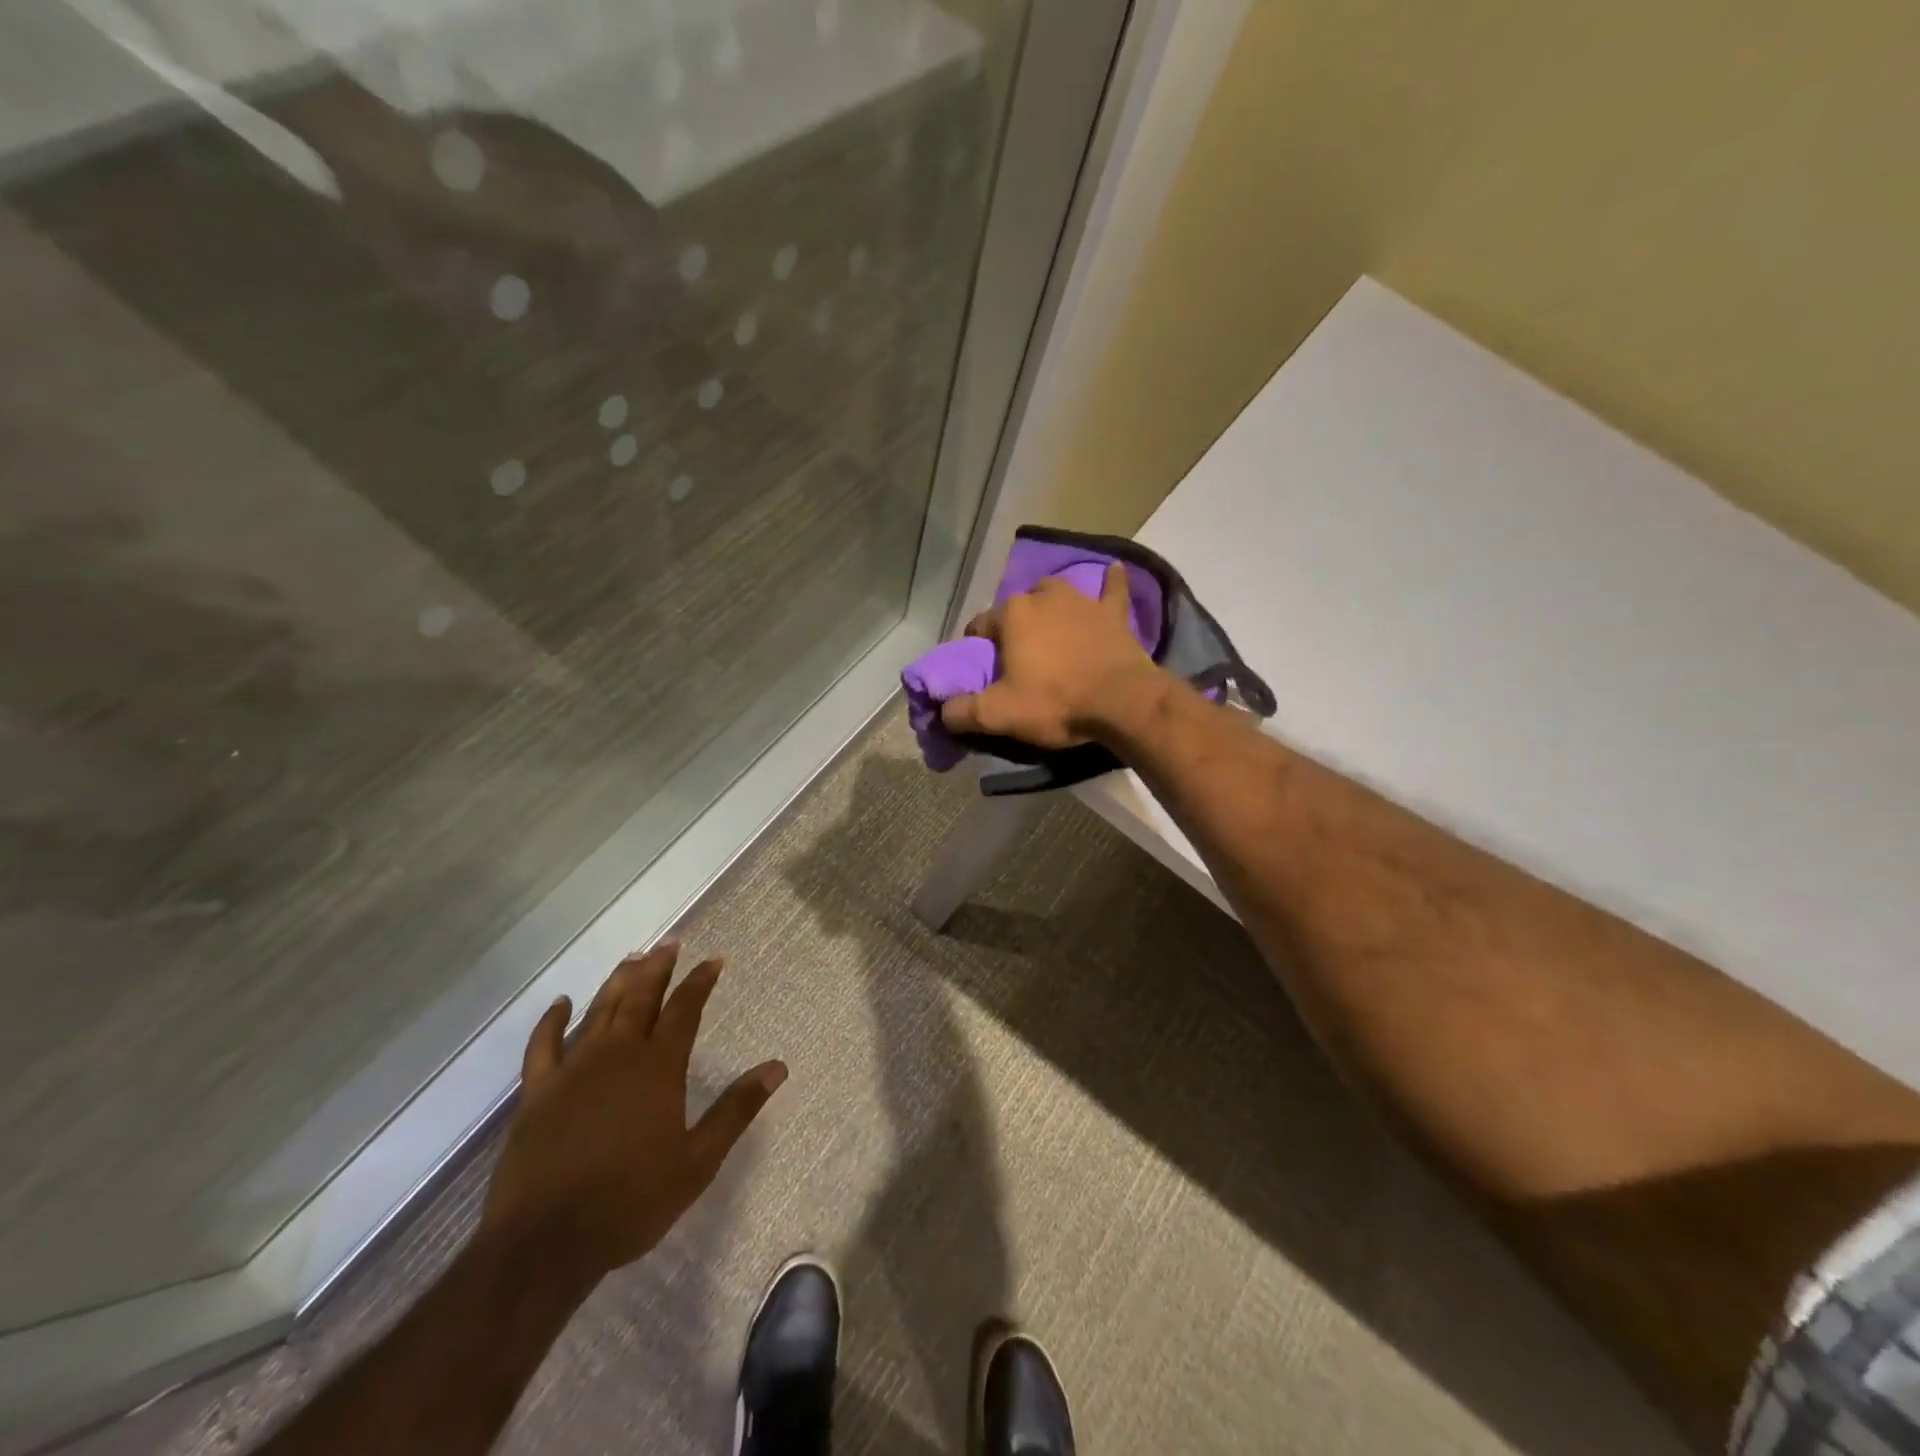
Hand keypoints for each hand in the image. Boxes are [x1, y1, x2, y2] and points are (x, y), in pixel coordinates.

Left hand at [477, 945, 785, 1285]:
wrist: (544, 1244)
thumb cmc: (631, 1202)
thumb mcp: (698, 1161)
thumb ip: (736, 1110)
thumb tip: (777, 1068)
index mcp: (658, 1067)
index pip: (685, 1009)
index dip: (700, 981)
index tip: (714, 960)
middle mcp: (617, 1055)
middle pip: (640, 998)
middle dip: (658, 967)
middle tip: (669, 943)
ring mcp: (573, 1070)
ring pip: (599, 1011)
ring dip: (618, 982)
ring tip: (632, 959)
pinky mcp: (537, 1092)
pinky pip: (543, 1045)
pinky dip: (552, 1021)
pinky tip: (561, 1004)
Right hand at [941, 562, 1167, 748]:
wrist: (1121, 701)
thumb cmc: (1055, 702)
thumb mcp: (999, 714)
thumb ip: (962, 712)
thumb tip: (942, 711)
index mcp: (1011, 615)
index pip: (980, 626)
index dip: (977, 649)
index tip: (983, 672)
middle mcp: (1043, 597)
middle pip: (1018, 607)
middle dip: (1013, 626)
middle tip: (1019, 658)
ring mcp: (1081, 601)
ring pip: (1056, 593)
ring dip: (1049, 605)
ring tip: (1050, 628)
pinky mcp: (1113, 613)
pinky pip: (1111, 589)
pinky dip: (1110, 581)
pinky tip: (1113, 570)